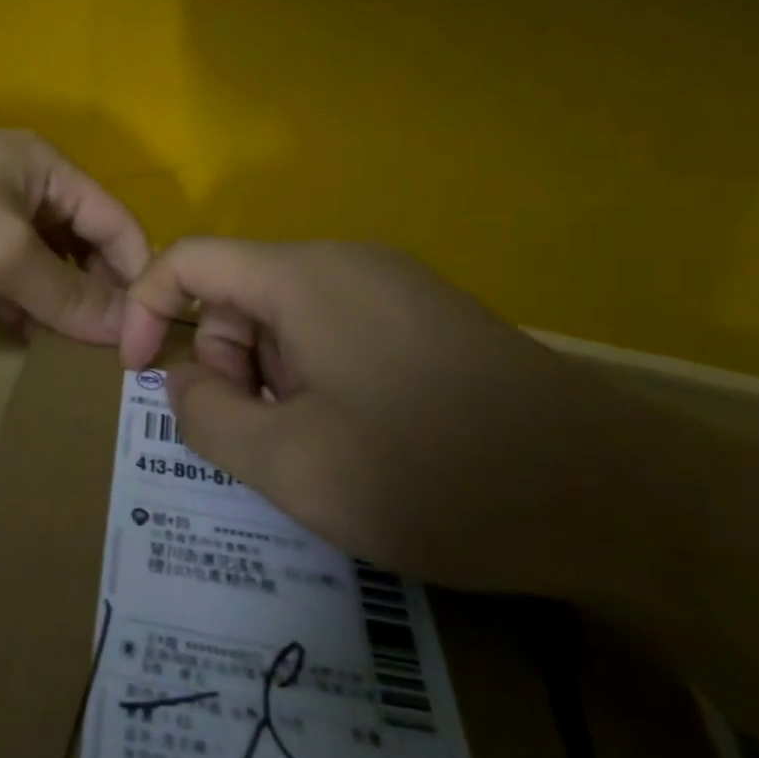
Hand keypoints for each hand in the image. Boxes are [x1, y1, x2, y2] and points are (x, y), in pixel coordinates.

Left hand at [0, 124, 150, 344]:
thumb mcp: (4, 251)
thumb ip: (67, 293)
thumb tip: (127, 333)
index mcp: (45, 166)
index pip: (116, 221)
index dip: (135, 276)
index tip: (144, 337)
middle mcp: (19, 178)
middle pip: (79, 239)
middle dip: (93, 290)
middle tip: (99, 349)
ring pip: (38, 255)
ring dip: (53, 297)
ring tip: (61, 346)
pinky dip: (14, 294)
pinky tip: (13, 325)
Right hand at [120, 239, 655, 601]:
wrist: (619, 498)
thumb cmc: (434, 475)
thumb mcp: (291, 464)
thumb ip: (206, 416)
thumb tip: (184, 378)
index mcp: (305, 277)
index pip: (190, 260)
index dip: (143, 308)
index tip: (139, 377)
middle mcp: (347, 262)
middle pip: (239, 292)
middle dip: (223, 361)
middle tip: (258, 438)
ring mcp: (395, 286)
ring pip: (287, 317)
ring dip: (270, 377)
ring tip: (315, 447)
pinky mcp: (429, 317)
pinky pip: (336, 330)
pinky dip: (315, 376)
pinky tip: (359, 435)